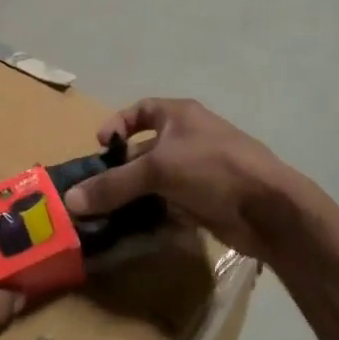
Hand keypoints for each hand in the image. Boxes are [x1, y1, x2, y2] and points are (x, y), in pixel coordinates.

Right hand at [63, 98, 312, 260]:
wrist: (268, 209)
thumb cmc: (212, 168)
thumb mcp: (158, 170)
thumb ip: (114, 184)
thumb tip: (70, 201)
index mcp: (180, 116)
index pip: (140, 111)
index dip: (118, 125)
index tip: (99, 147)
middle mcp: (188, 138)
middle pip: (144, 150)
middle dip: (120, 169)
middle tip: (95, 190)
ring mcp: (197, 171)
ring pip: (155, 180)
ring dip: (134, 195)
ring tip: (107, 214)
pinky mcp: (204, 200)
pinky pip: (169, 204)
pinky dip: (152, 213)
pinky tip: (134, 228)